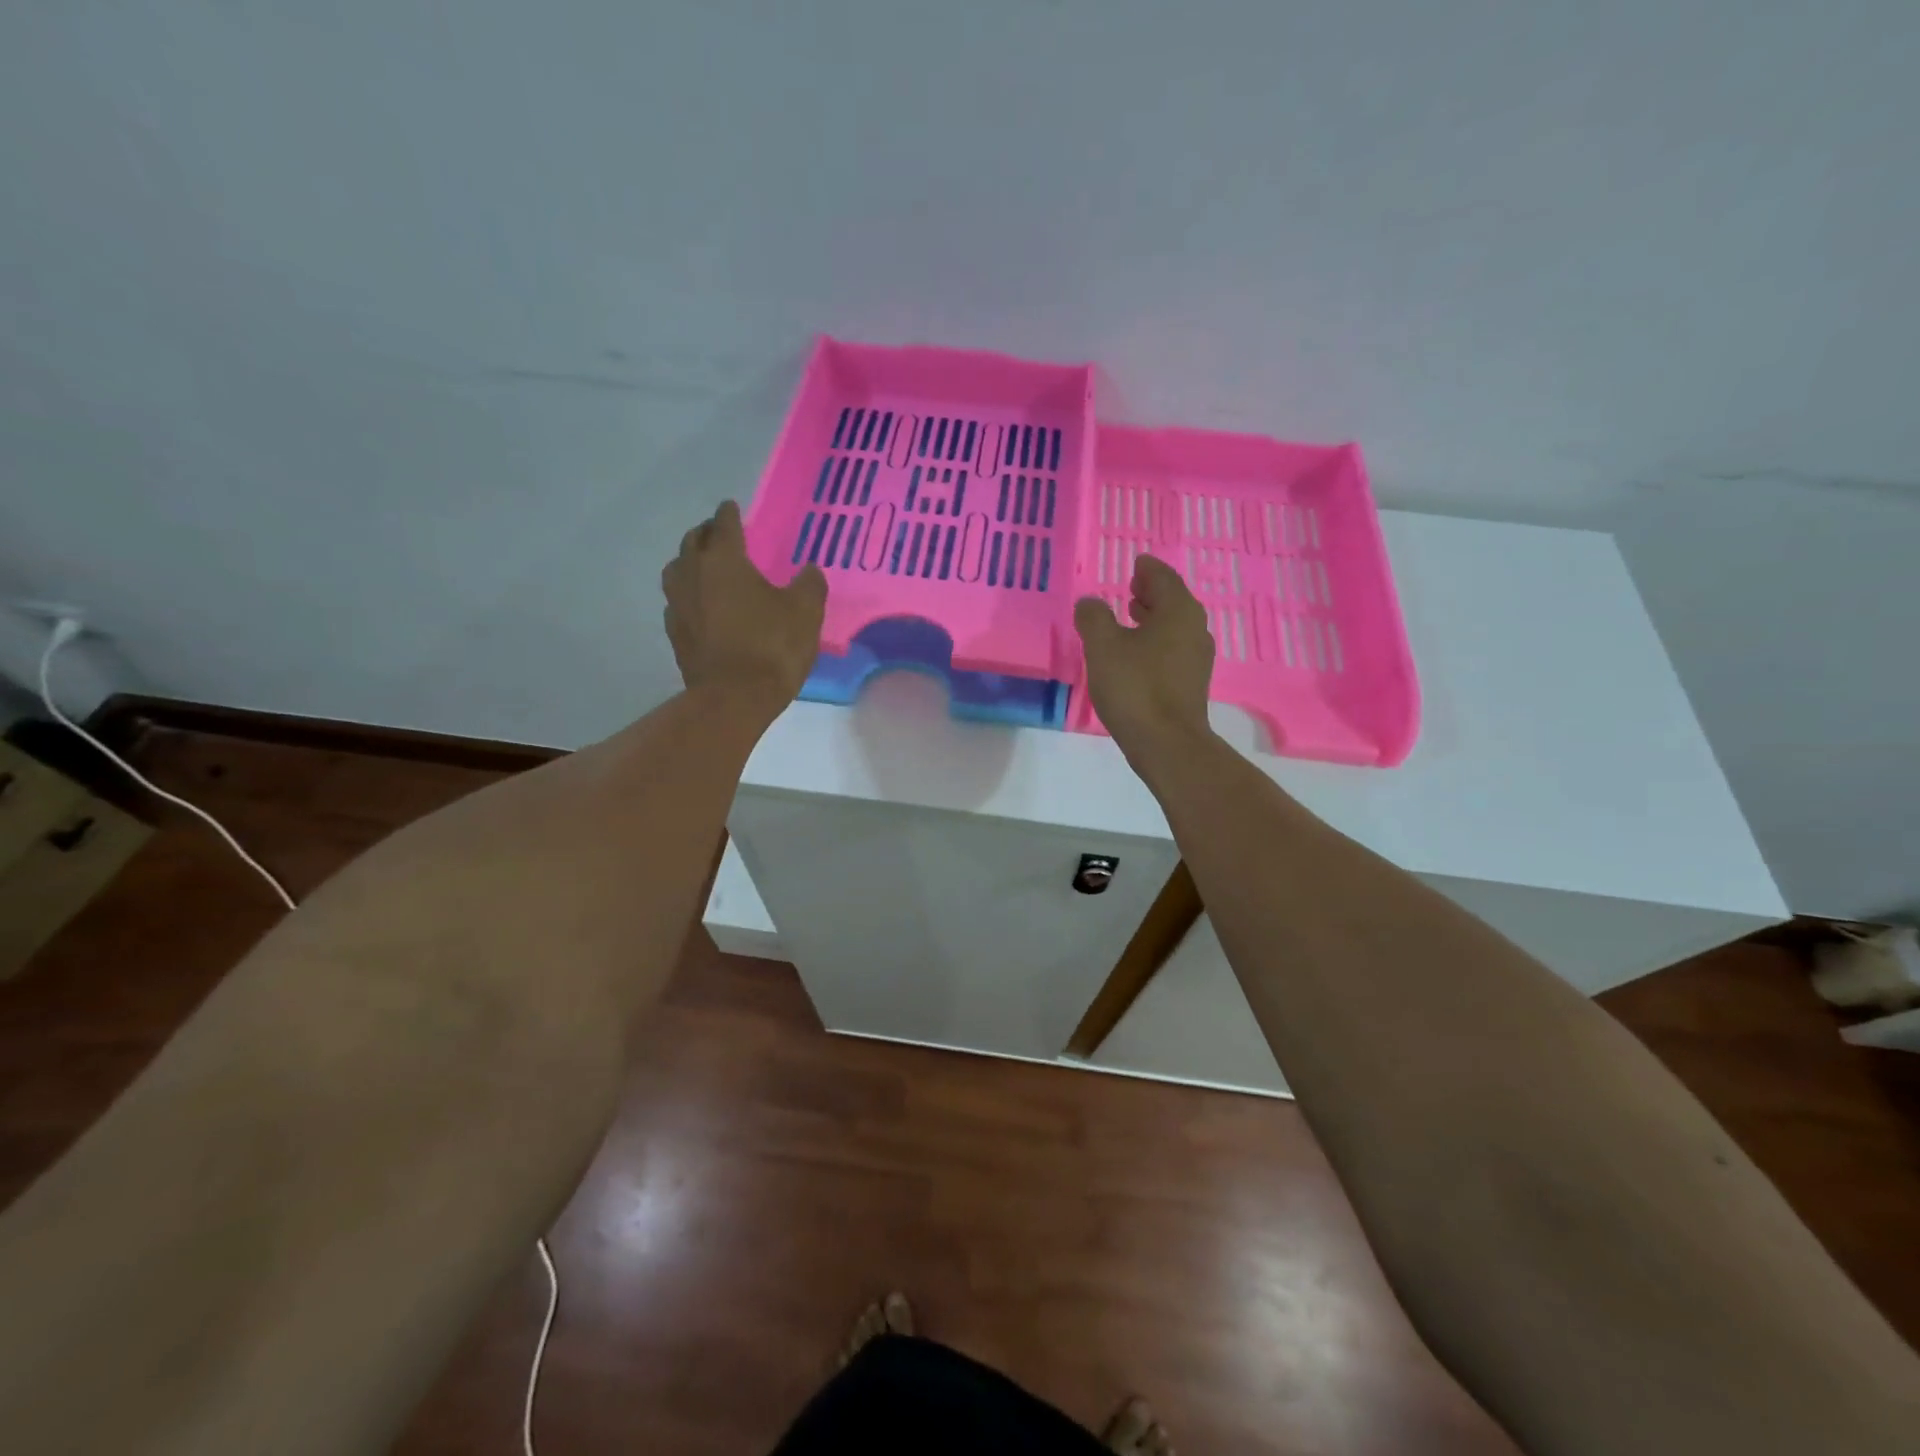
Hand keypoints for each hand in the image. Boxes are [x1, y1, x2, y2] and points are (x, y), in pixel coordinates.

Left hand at [662, 501, 826, 715]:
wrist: (734, 698)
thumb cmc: (772, 646)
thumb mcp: (806, 611)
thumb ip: (809, 584)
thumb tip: (808, 570)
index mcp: (724, 561)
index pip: (724, 525)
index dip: (729, 514)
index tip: (732, 507)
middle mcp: (693, 574)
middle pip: (693, 542)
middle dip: (706, 533)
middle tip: (719, 533)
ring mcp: (678, 605)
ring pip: (677, 570)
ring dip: (689, 561)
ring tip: (703, 565)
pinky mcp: (675, 633)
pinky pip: (677, 602)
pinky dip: (687, 594)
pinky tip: (699, 604)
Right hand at [1074, 554, 1213, 753]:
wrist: (1166, 743)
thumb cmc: (1135, 687)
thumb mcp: (1102, 647)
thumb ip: (1093, 617)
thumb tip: (1090, 602)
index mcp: (1178, 611)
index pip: (1163, 577)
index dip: (1147, 569)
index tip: (1136, 563)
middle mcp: (1194, 628)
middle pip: (1173, 600)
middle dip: (1151, 591)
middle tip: (1131, 585)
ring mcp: (1196, 658)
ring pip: (1174, 626)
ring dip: (1153, 617)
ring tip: (1130, 615)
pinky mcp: (1191, 682)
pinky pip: (1173, 648)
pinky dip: (1155, 640)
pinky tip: (1136, 652)